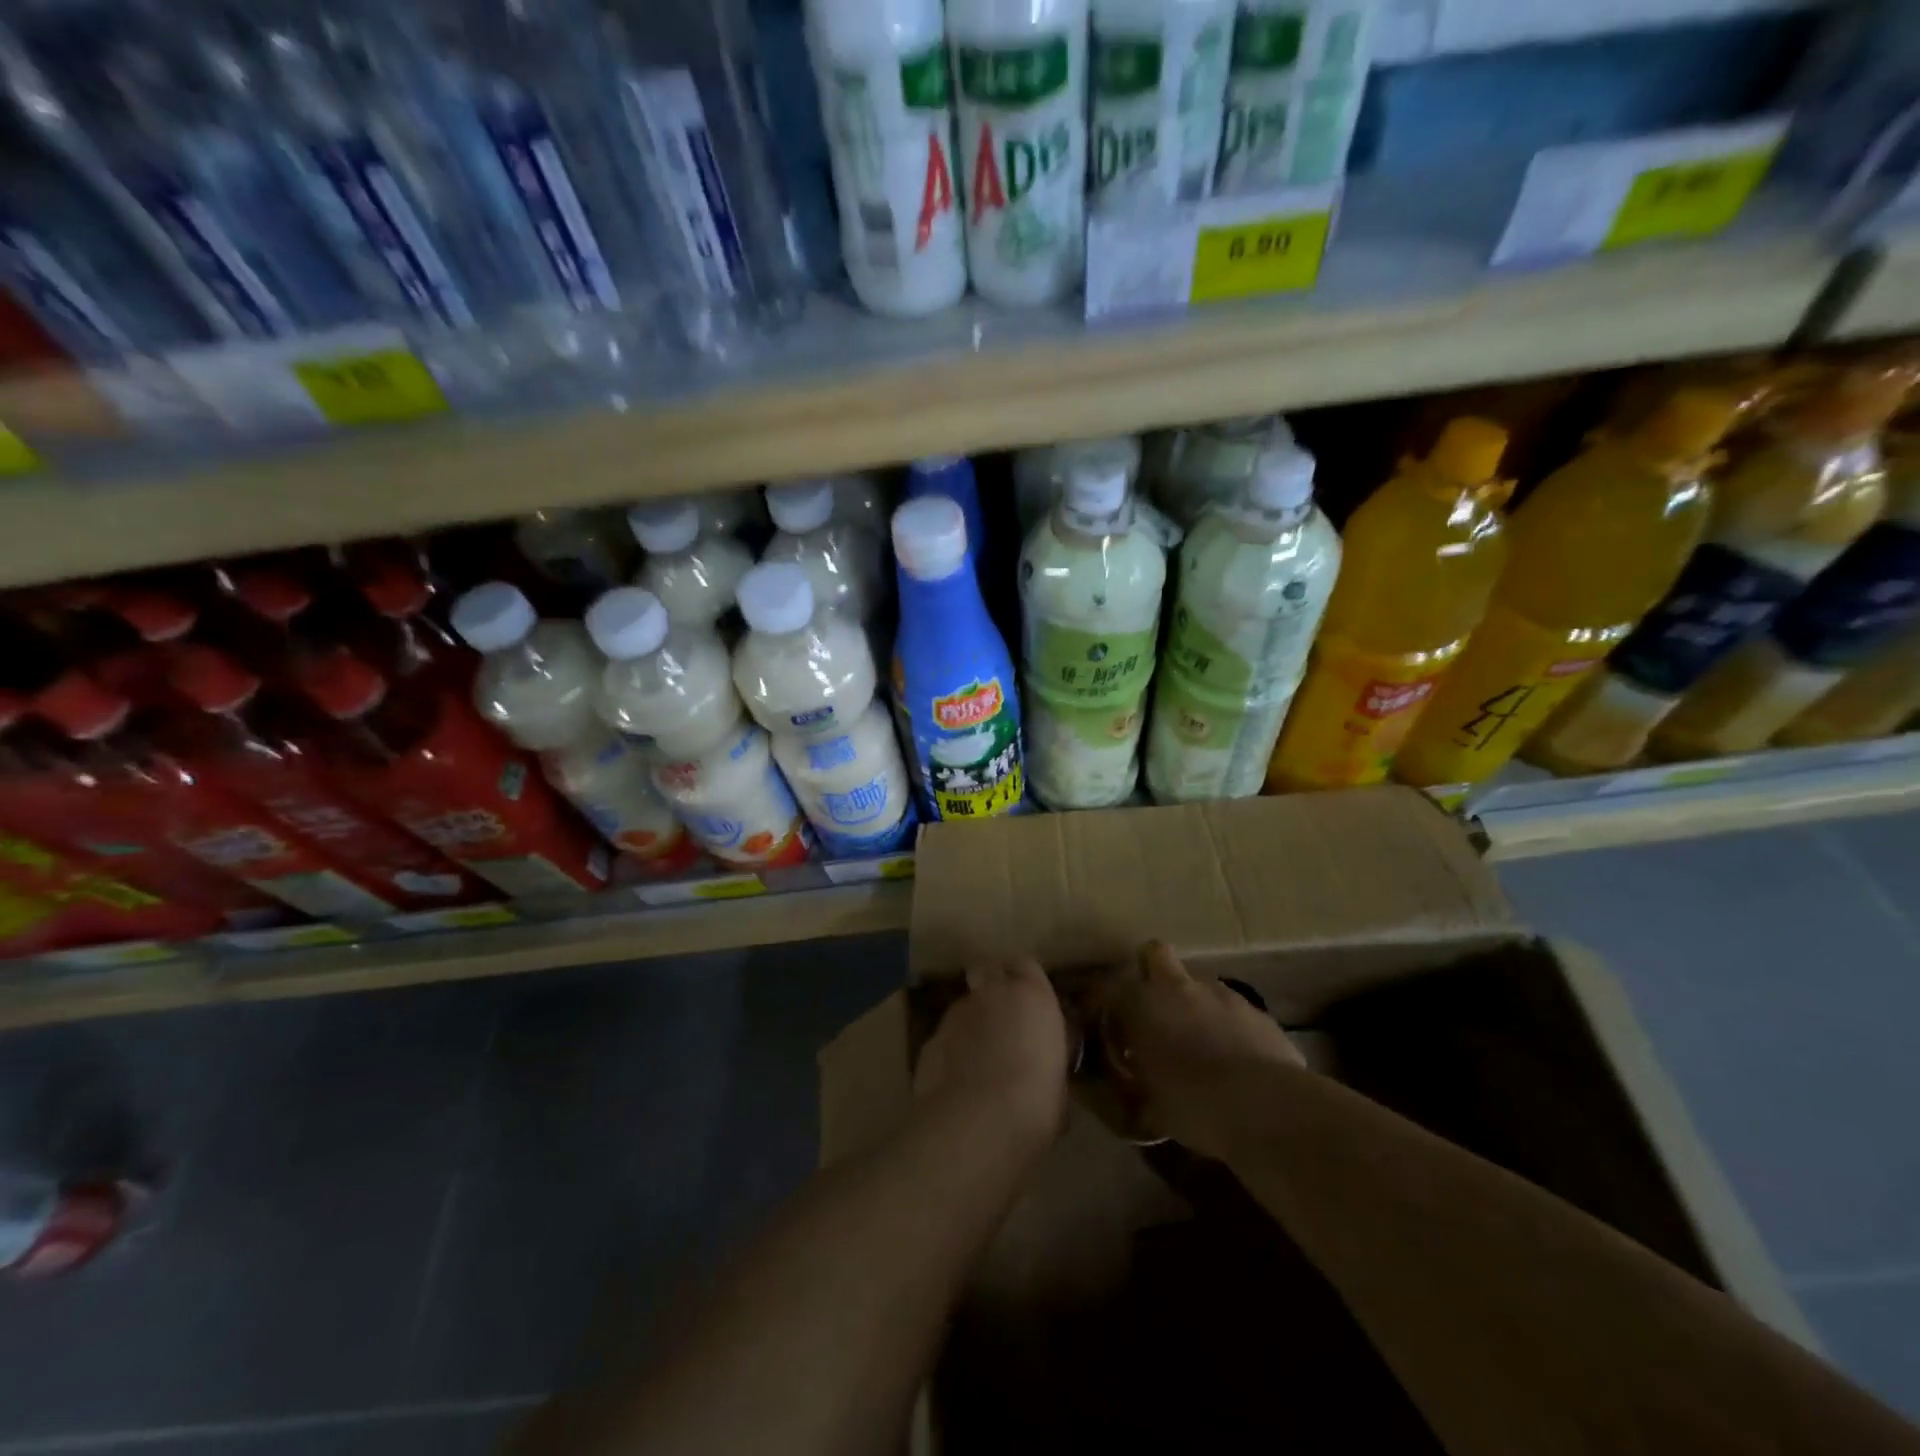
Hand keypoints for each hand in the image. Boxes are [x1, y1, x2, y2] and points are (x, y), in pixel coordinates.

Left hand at [914, 959, 1070, 1155]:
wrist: (977, 1124)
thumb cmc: (1036, 1101)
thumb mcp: (1058, 1079)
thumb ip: (1045, 1057)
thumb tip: (1041, 1066)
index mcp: (1031, 996)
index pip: (1026, 965)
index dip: (1024, 980)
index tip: (1027, 1001)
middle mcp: (991, 993)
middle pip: (987, 975)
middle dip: (991, 991)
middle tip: (1002, 1024)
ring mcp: (955, 1015)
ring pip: (963, 1009)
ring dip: (971, 1026)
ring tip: (978, 1064)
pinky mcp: (929, 1041)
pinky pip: (945, 1039)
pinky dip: (951, 1053)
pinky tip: (957, 1084)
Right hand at [1099, 940, 1302, 1156]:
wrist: (1267, 1108)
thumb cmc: (1194, 1105)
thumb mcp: (1151, 1110)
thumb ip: (1136, 1095)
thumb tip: (1131, 1099)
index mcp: (1143, 1005)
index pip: (1110, 988)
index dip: (1109, 1006)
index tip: (1113, 1031)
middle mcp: (1179, 987)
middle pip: (1155, 953)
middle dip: (1151, 970)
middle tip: (1153, 1009)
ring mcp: (1222, 994)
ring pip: (1198, 983)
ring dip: (1194, 1003)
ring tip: (1200, 1042)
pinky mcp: (1257, 1011)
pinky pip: (1232, 1010)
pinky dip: (1228, 1025)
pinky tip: (1235, 1058)